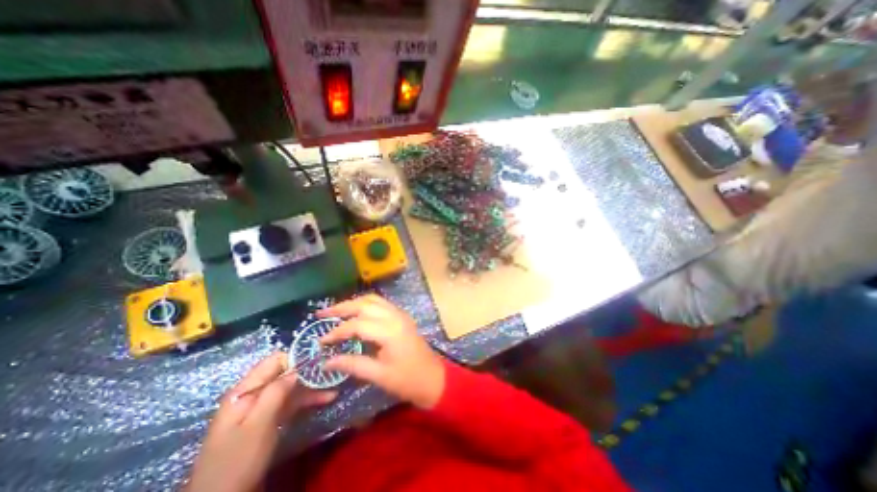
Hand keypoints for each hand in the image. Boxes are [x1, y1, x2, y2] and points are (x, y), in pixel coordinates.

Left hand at [185, 351, 336, 488]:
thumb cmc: (238, 459)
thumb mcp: (258, 424)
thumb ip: (276, 391)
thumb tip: (298, 368)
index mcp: (245, 390)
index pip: (274, 361)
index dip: (297, 358)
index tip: (318, 362)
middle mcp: (254, 394)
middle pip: (285, 374)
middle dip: (308, 372)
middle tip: (332, 372)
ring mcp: (262, 408)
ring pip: (291, 389)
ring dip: (312, 387)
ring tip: (335, 384)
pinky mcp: (269, 420)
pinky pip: (290, 403)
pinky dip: (307, 400)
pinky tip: (326, 398)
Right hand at [317, 294, 445, 408]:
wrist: (433, 378)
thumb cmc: (407, 380)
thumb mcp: (379, 375)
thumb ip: (353, 364)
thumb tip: (327, 361)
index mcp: (389, 331)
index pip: (357, 325)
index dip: (337, 332)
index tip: (321, 341)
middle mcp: (395, 316)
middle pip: (365, 304)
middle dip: (342, 307)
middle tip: (322, 313)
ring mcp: (400, 314)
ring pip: (374, 300)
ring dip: (354, 303)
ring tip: (336, 310)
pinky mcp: (402, 316)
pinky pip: (381, 303)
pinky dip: (366, 304)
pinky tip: (356, 312)